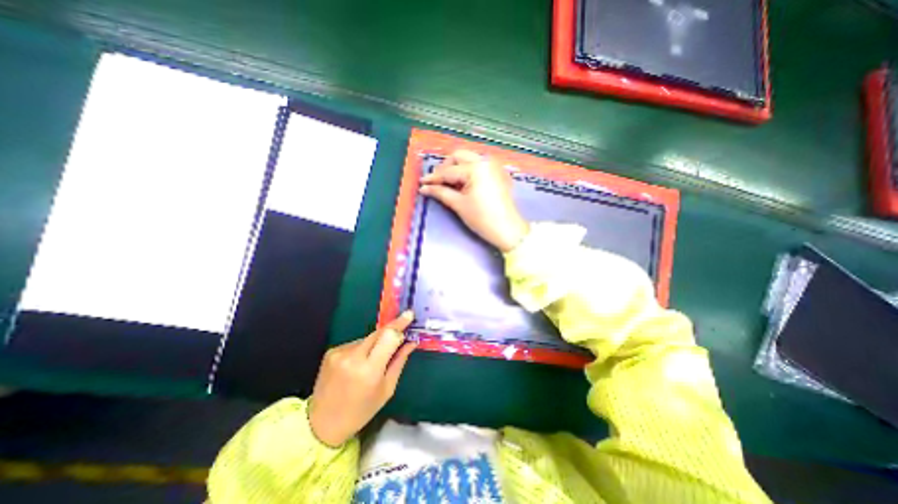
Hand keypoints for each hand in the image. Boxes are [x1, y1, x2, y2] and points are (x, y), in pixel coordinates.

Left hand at [308, 313, 416, 446]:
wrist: (322, 424)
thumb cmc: (361, 410)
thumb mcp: (387, 389)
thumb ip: (399, 361)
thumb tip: (411, 341)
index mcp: (369, 370)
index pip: (388, 336)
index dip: (400, 324)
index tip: (409, 315)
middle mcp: (353, 357)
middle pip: (379, 332)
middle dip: (392, 329)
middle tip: (402, 328)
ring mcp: (340, 352)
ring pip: (368, 338)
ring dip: (376, 343)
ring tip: (374, 360)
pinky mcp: (332, 351)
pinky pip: (356, 343)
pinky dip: (363, 349)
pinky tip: (359, 363)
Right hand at [419, 150, 527, 252]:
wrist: (508, 230)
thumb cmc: (482, 219)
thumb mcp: (459, 205)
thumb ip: (441, 192)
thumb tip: (425, 188)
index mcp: (475, 168)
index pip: (449, 171)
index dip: (434, 177)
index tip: (422, 183)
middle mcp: (485, 161)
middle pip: (459, 156)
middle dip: (446, 167)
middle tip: (437, 182)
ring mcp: (493, 166)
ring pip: (469, 159)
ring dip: (457, 167)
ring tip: (449, 183)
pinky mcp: (498, 173)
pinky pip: (478, 166)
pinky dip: (468, 171)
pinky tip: (463, 183)